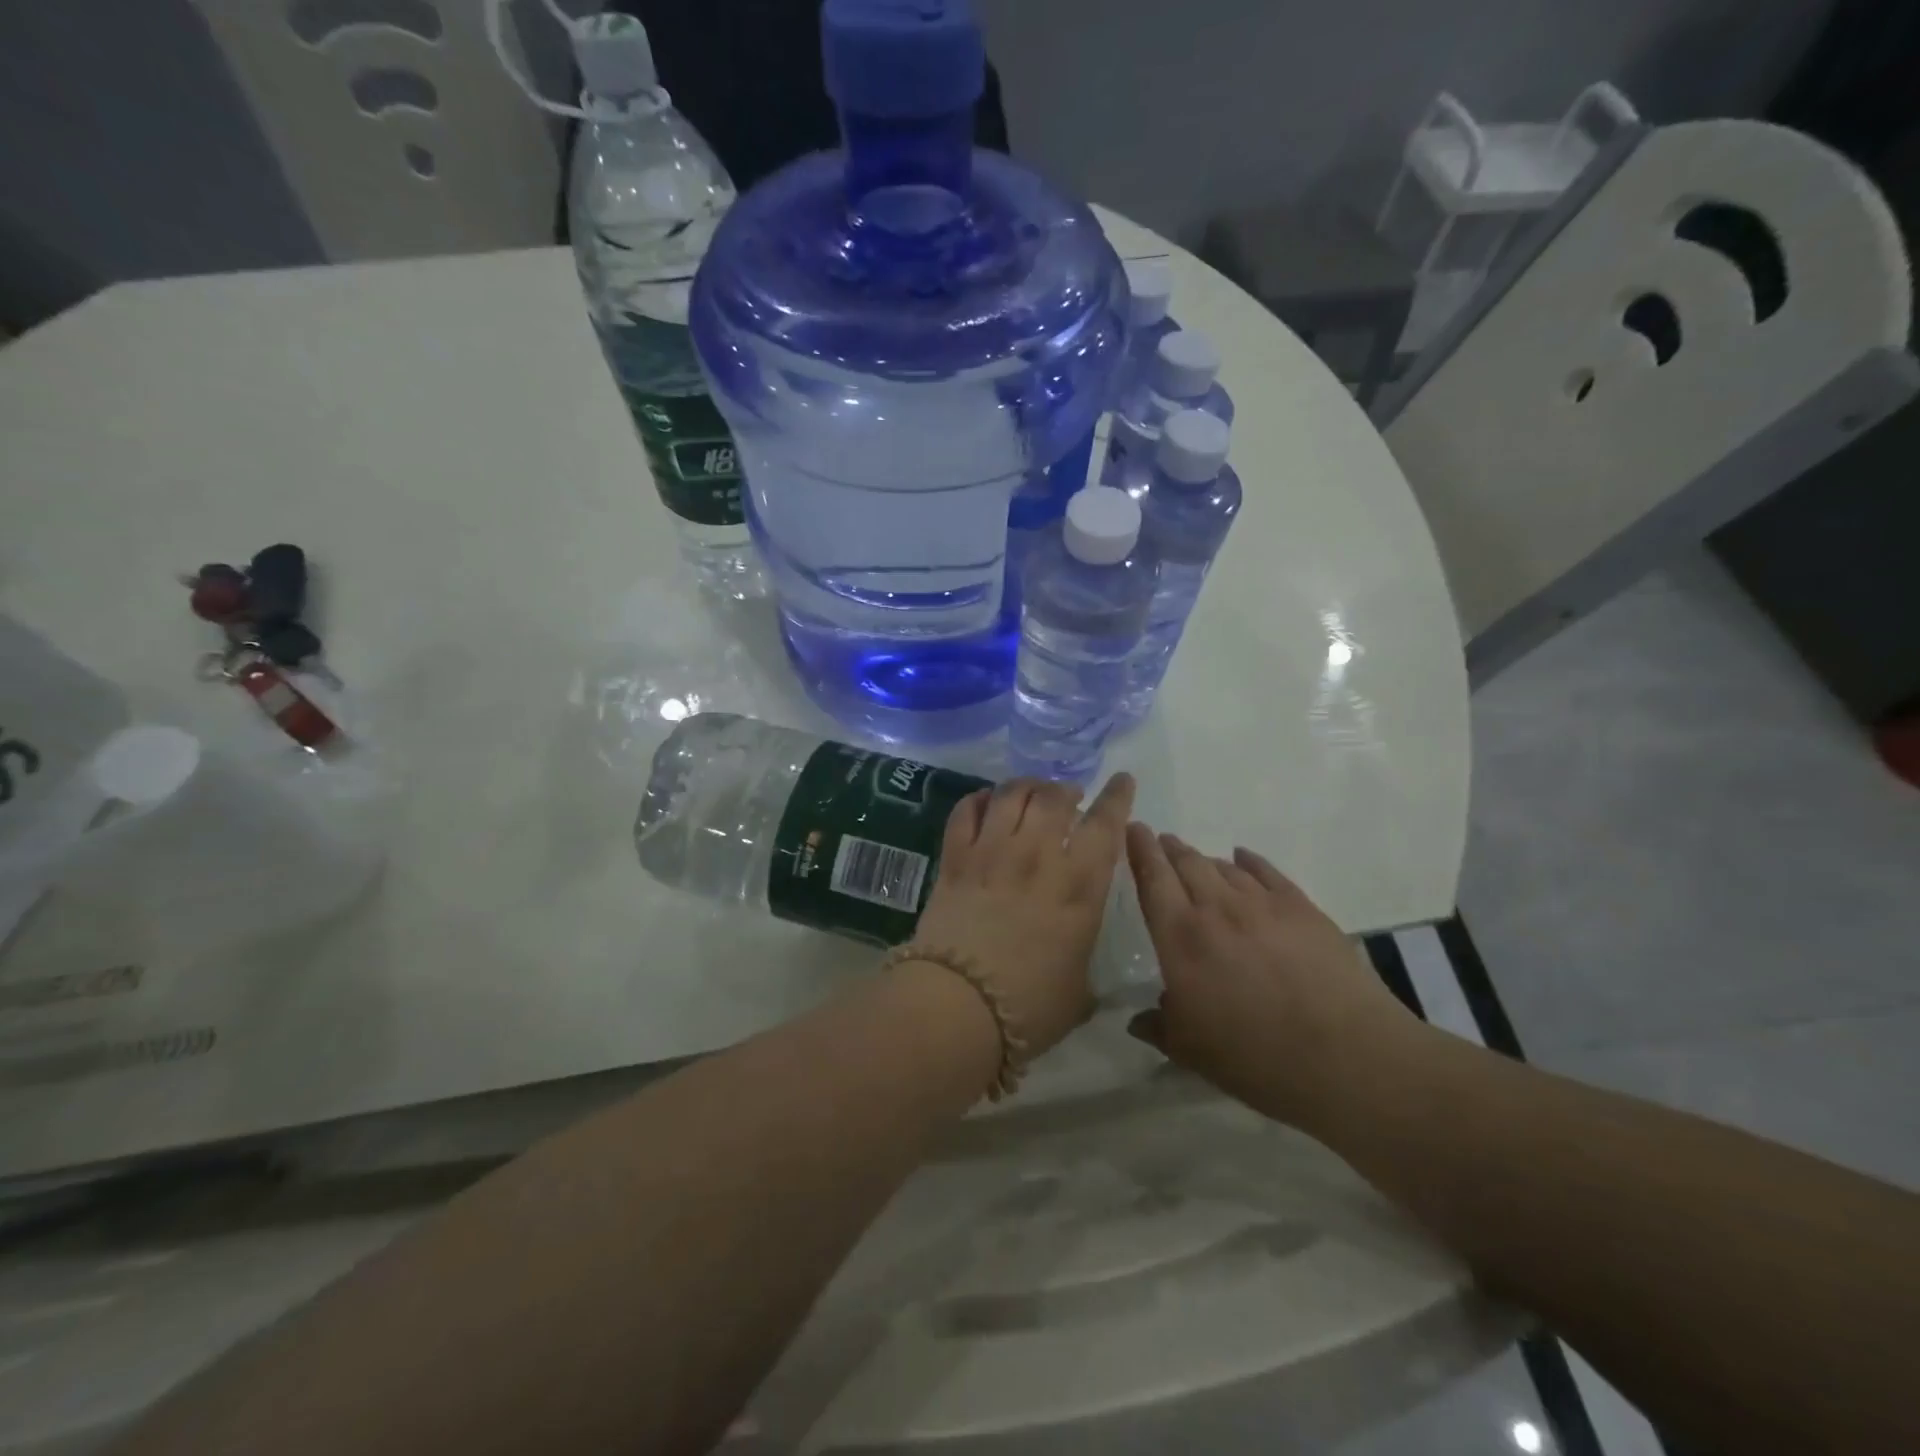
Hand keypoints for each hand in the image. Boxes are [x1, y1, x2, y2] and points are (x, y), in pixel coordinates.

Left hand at [911, 775, 1135, 1055]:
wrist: (958, 1005)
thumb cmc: (1029, 1007)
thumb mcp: (1079, 992)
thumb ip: (1084, 963)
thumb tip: (1079, 960)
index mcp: (1079, 886)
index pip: (1105, 825)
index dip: (1116, 797)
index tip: (1122, 780)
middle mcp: (1038, 856)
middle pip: (1055, 798)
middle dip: (1067, 789)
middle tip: (1070, 796)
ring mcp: (992, 852)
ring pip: (1012, 795)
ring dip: (1027, 786)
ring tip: (1032, 792)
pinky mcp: (955, 858)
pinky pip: (968, 811)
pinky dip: (980, 799)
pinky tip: (986, 802)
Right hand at [1124, 827, 1419, 1128]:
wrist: (1347, 1057)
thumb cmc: (1256, 1057)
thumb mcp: (1191, 1051)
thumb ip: (1158, 1027)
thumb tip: (1138, 1020)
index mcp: (1180, 937)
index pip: (1152, 879)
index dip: (1140, 850)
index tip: (1133, 829)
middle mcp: (1216, 908)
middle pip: (1187, 863)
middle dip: (1169, 848)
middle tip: (1160, 841)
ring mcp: (1262, 903)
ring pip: (1224, 866)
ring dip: (1204, 859)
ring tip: (1196, 860)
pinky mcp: (1301, 908)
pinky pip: (1266, 871)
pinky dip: (1248, 861)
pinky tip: (1243, 858)